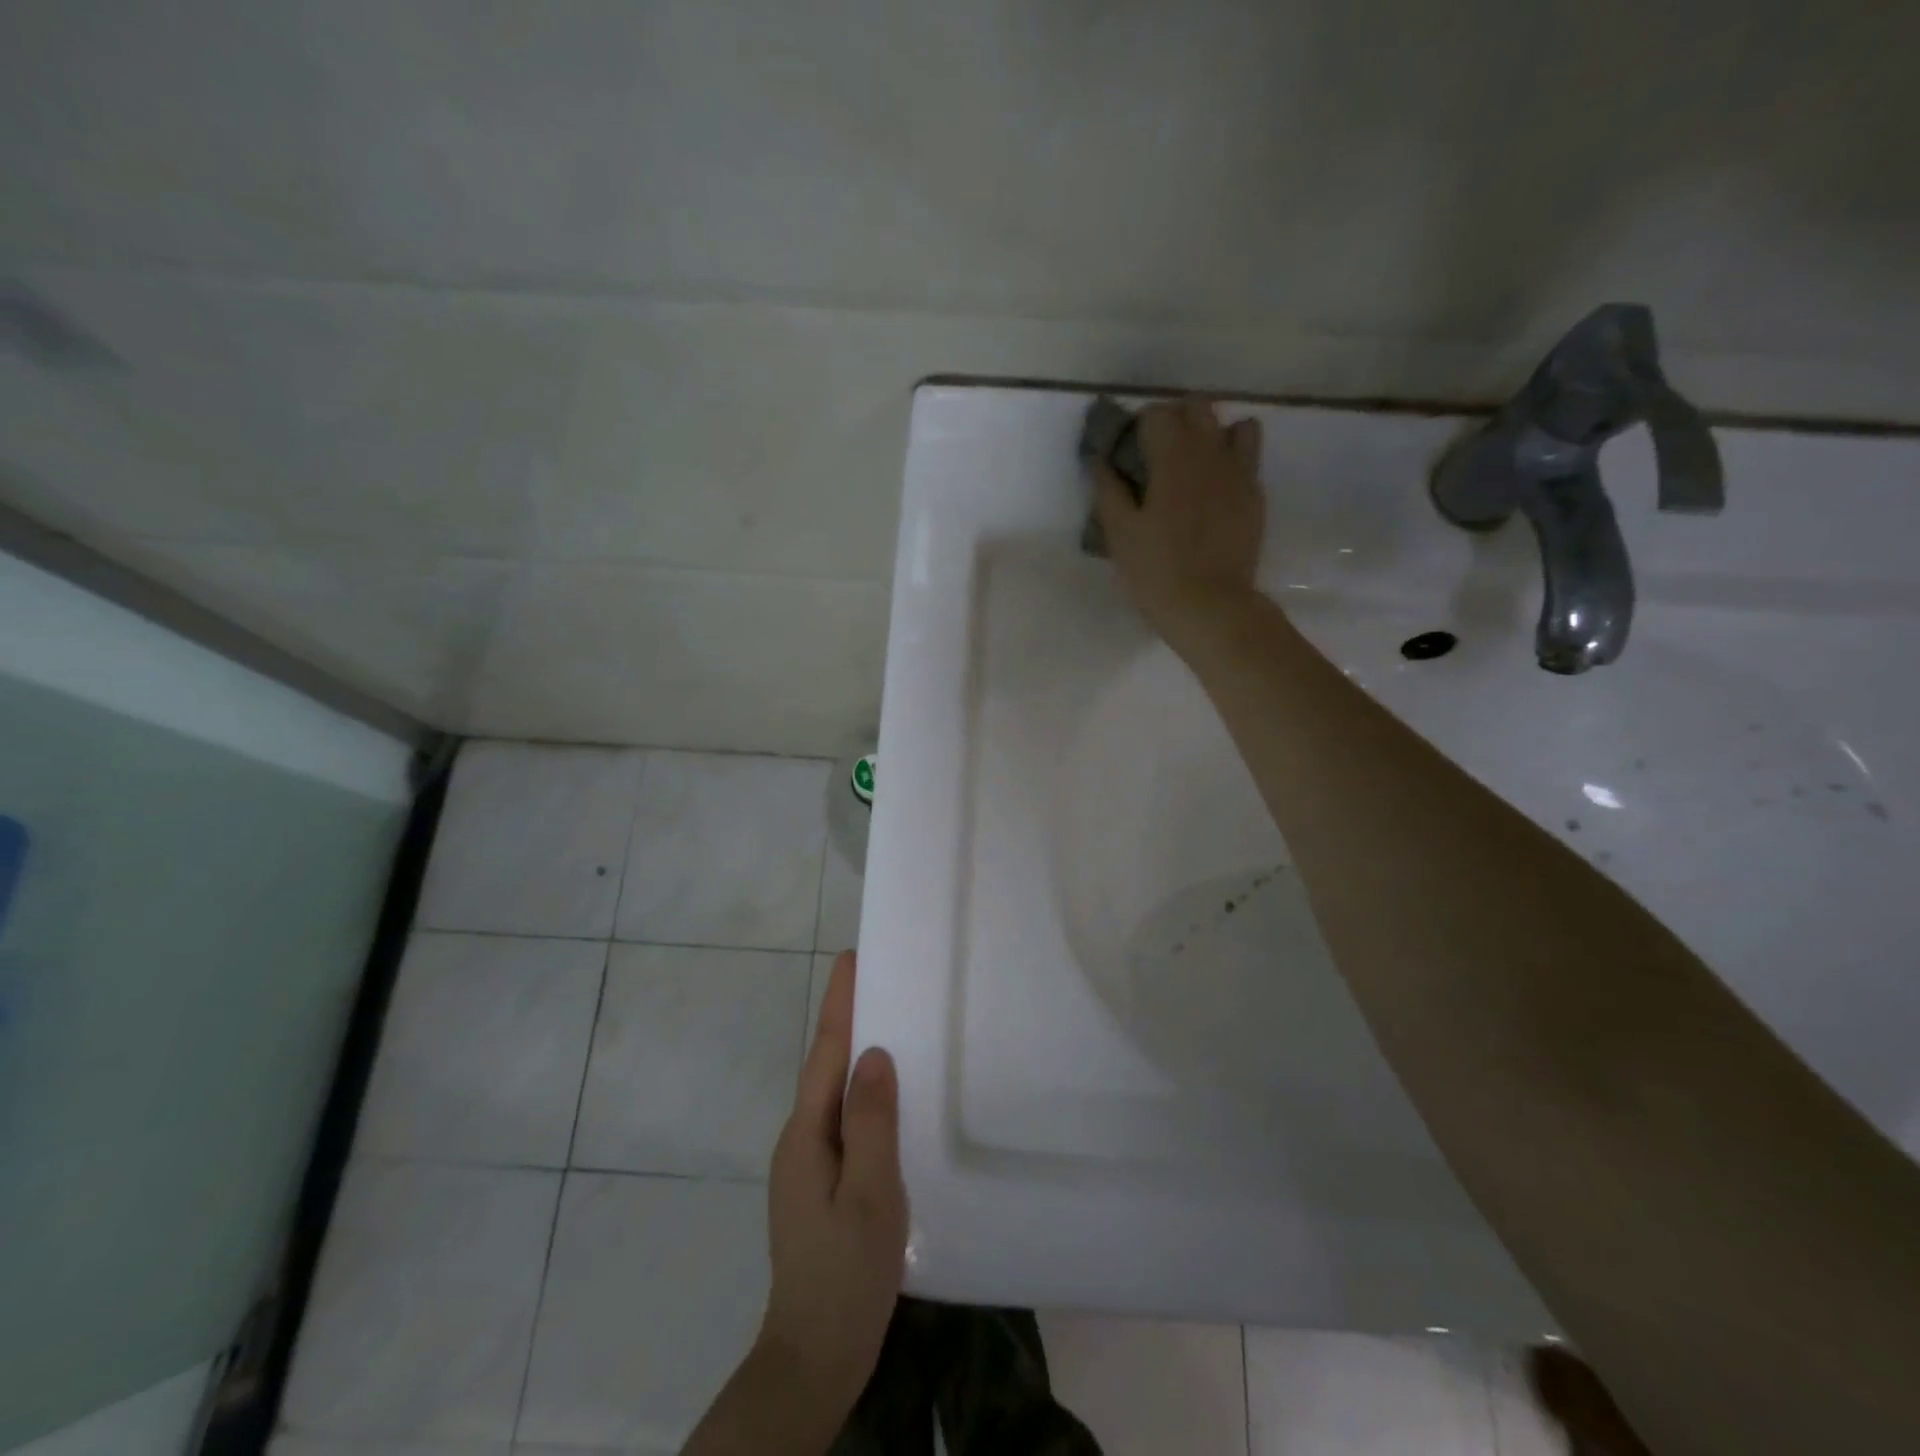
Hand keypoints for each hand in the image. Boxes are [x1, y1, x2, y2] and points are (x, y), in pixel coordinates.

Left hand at [758, 950, 908, 1421]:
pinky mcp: (819, 1184)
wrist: (813, 1358)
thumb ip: (871, 1121)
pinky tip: (887, 1096)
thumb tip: (874, 1053)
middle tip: (879, 980)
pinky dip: (861, 1092)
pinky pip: (842, 1118)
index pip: (826, 1052)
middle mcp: (800, 1139)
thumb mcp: (870, 1195)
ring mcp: (806, 1164)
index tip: (851, 958)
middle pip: (825, 1066)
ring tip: (889, 1023)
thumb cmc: (846, 1275)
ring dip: (854, 1053)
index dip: (840, 1003)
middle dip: (848, 1019)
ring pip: (833, 1093)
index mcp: (807, 1134)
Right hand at [1092, 397, 1265, 651]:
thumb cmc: (1156, 571)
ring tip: (1195, 465)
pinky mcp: (1255, 496)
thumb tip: (1100, 459)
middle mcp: (1211, 453)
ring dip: (1212, 434)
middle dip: (1175, 420)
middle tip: (1157, 454)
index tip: (1128, 452)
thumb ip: (1108, 489)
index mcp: (1174, 457)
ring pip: (1234, 425)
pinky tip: (1215, 490)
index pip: (1157, 413)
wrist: (1210, 606)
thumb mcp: (1119, 533)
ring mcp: (1240, 472)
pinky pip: (1250, 459)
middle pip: (1197, 408)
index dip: (1138, 427)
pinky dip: (1232, 461)